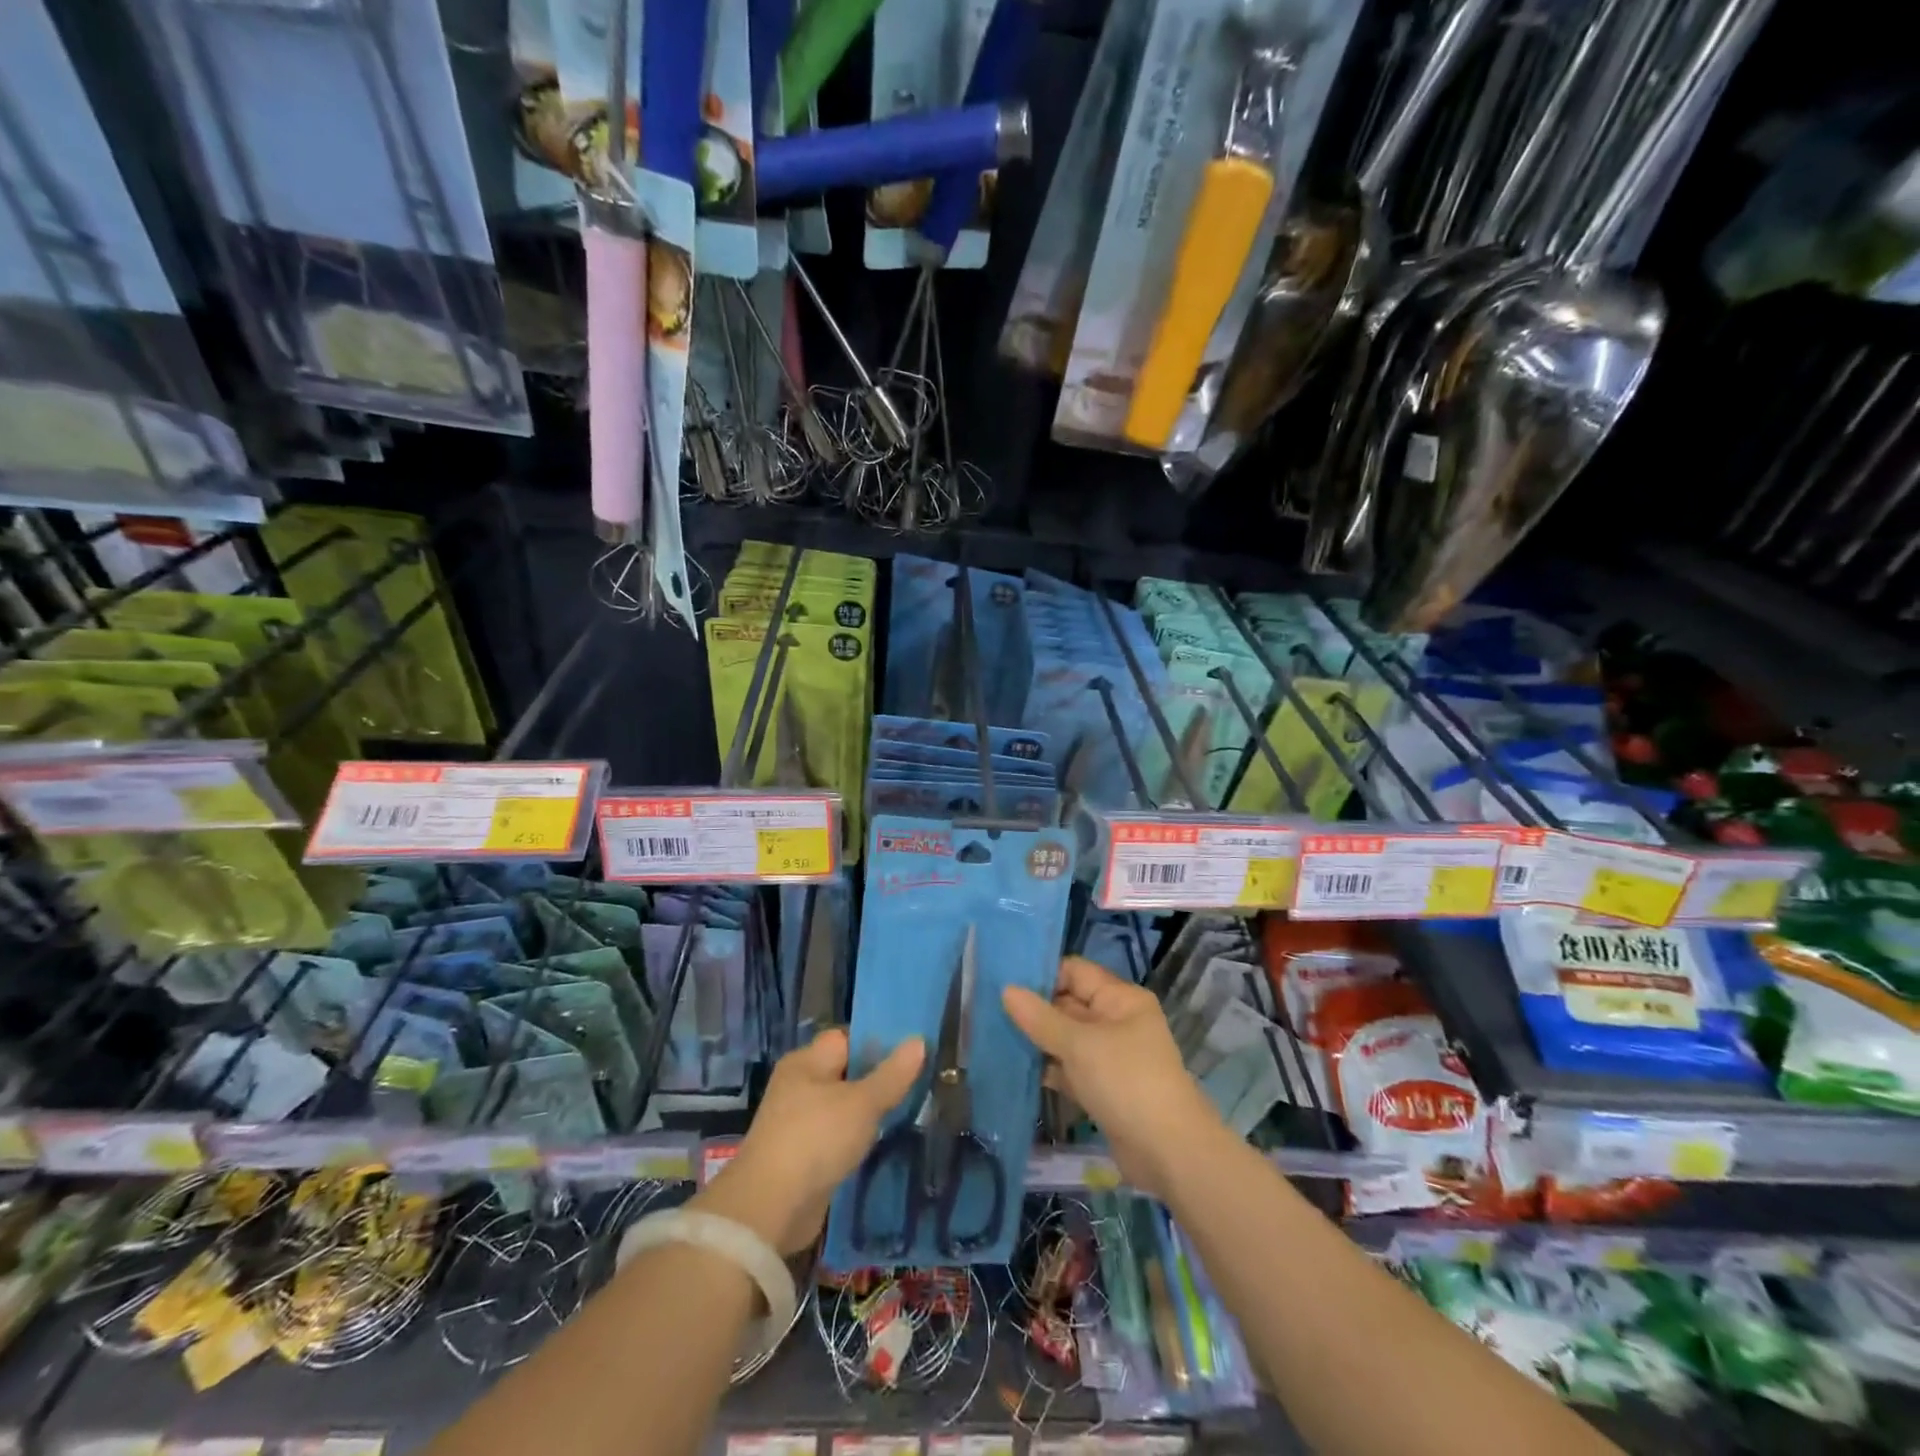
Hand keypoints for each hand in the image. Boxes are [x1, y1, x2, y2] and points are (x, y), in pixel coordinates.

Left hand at [695, 1028, 924, 1253]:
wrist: (771, 1209)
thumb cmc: (816, 1139)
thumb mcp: (862, 1103)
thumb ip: (892, 1074)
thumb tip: (919, 1040)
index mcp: (806, 1061)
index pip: (846, 1038)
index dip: (877, 1040)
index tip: (911, 1050)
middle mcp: (799, 1085)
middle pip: (845, 1072)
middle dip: (877, 1078)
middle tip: (917, 1081)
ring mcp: (797, 1122)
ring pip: (842, 1106)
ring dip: (868, 1112)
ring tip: (908, 1110)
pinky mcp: (801, 1156)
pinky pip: (836, 1135)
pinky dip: (855, 1138)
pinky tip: (882, 1142)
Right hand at [1003, 955, 1222, 1199]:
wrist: (1168, 1152)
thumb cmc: (1126, 1081)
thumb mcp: (1079, 1045)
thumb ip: (1041, 1018)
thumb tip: (1006, 990)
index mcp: (1120, 999)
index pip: (1075, 972)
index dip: (1042, 975)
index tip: (1002, 982)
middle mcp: (1117, 1021)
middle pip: (1069, 1005)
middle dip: (1033, 1010)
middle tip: (989, 1010)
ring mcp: (1111, 1056)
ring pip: (1067, 1039)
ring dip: (1037, 1041)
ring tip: (993, 1037)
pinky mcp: (1103, 1088)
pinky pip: (1071, 1068)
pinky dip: (1049, 1069)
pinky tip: (1016, 1069)